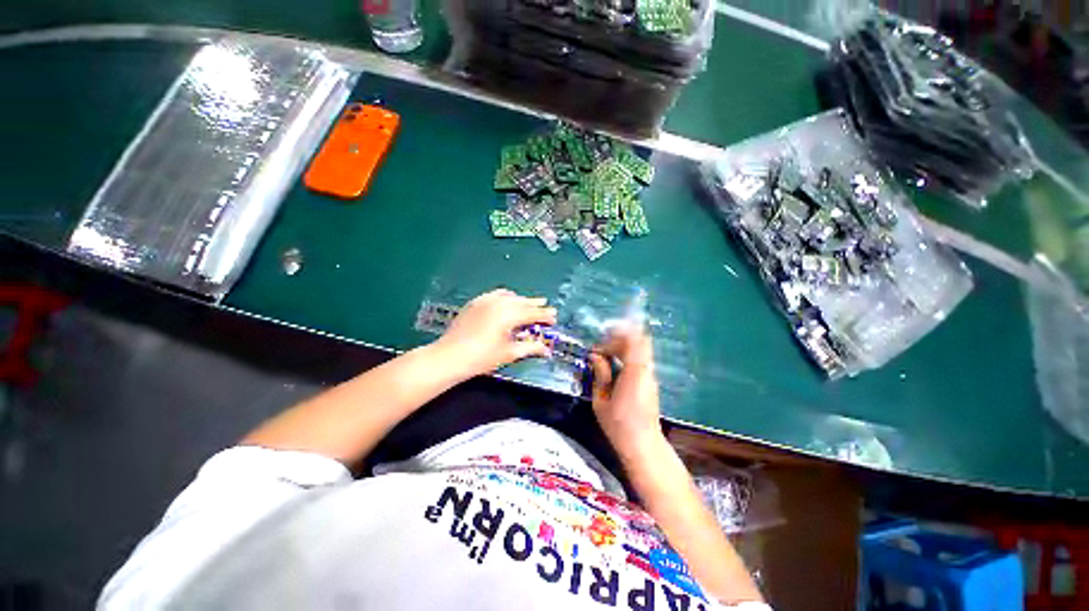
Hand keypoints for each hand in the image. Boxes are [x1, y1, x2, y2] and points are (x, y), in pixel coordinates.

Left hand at [433, 289, 556, 378]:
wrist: (450, 356)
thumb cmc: (482, 357)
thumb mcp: (509, 353)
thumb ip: (530, 348)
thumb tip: (547, 350)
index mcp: (510, 315)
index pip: (533, 313)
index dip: (545, 316)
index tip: (554, 317)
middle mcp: (500, 303)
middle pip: (522, 302)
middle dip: (535, 304)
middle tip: (546, 304)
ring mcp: (486, 300)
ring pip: (510, 296)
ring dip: (521, 299)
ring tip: (529, 302)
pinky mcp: (476, 302)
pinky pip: (495, 294)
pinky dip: (505, 296)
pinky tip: (507, 299)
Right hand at [588, 325, 662, 457]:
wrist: (642, 444)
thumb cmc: (618, 425)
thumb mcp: (601, 400)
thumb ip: (600, 374)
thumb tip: (595, 356)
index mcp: (634, 372)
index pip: (632, 340)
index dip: (615, 336)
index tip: (598, 347)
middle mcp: (646, 370)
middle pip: (637, 341)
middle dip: (617, 340)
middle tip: (600, 351)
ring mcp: (650, 375)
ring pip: (640, 349)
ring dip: (622, 348)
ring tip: (605, 357)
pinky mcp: (650, 381)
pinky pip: (640, 359)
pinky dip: (627, 356)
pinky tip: (614, 366)